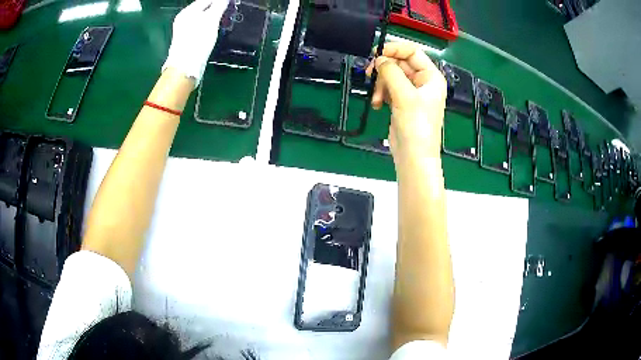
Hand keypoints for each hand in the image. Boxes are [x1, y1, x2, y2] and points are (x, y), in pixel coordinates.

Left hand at [163, 0, 229, 87]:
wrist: (186, 67)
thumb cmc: (198, 40)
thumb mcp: (211, 19)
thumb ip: (219, 5)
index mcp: (187, 11)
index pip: (206, 0)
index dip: (219, 1)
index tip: (230, 3)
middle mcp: (183, 19)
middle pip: (203, 8)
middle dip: (216, 8)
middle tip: (228, 10)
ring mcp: (184, 30)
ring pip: (202, 18)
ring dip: (213, 17)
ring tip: (224, 19)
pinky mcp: (187, 41)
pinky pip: (200, 28)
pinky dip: (208, 27)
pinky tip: (214, 30)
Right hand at [366, 42, 446, 162]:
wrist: (413, 156)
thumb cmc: (417, 126)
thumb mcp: (405, 95)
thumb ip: (391, 72)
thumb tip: (379, 59)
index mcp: (431, 77)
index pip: (412, 52)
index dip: (394, 49)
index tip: (376, 54)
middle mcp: (422, 82)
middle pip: (399, 63)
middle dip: (384, 69)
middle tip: (369, 74)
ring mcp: (411, 92)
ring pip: (391, 76)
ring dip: (380, 84)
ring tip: (377, 98)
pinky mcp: (401, 102)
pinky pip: (388, 89)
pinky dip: (380, 93)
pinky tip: (378, 104)